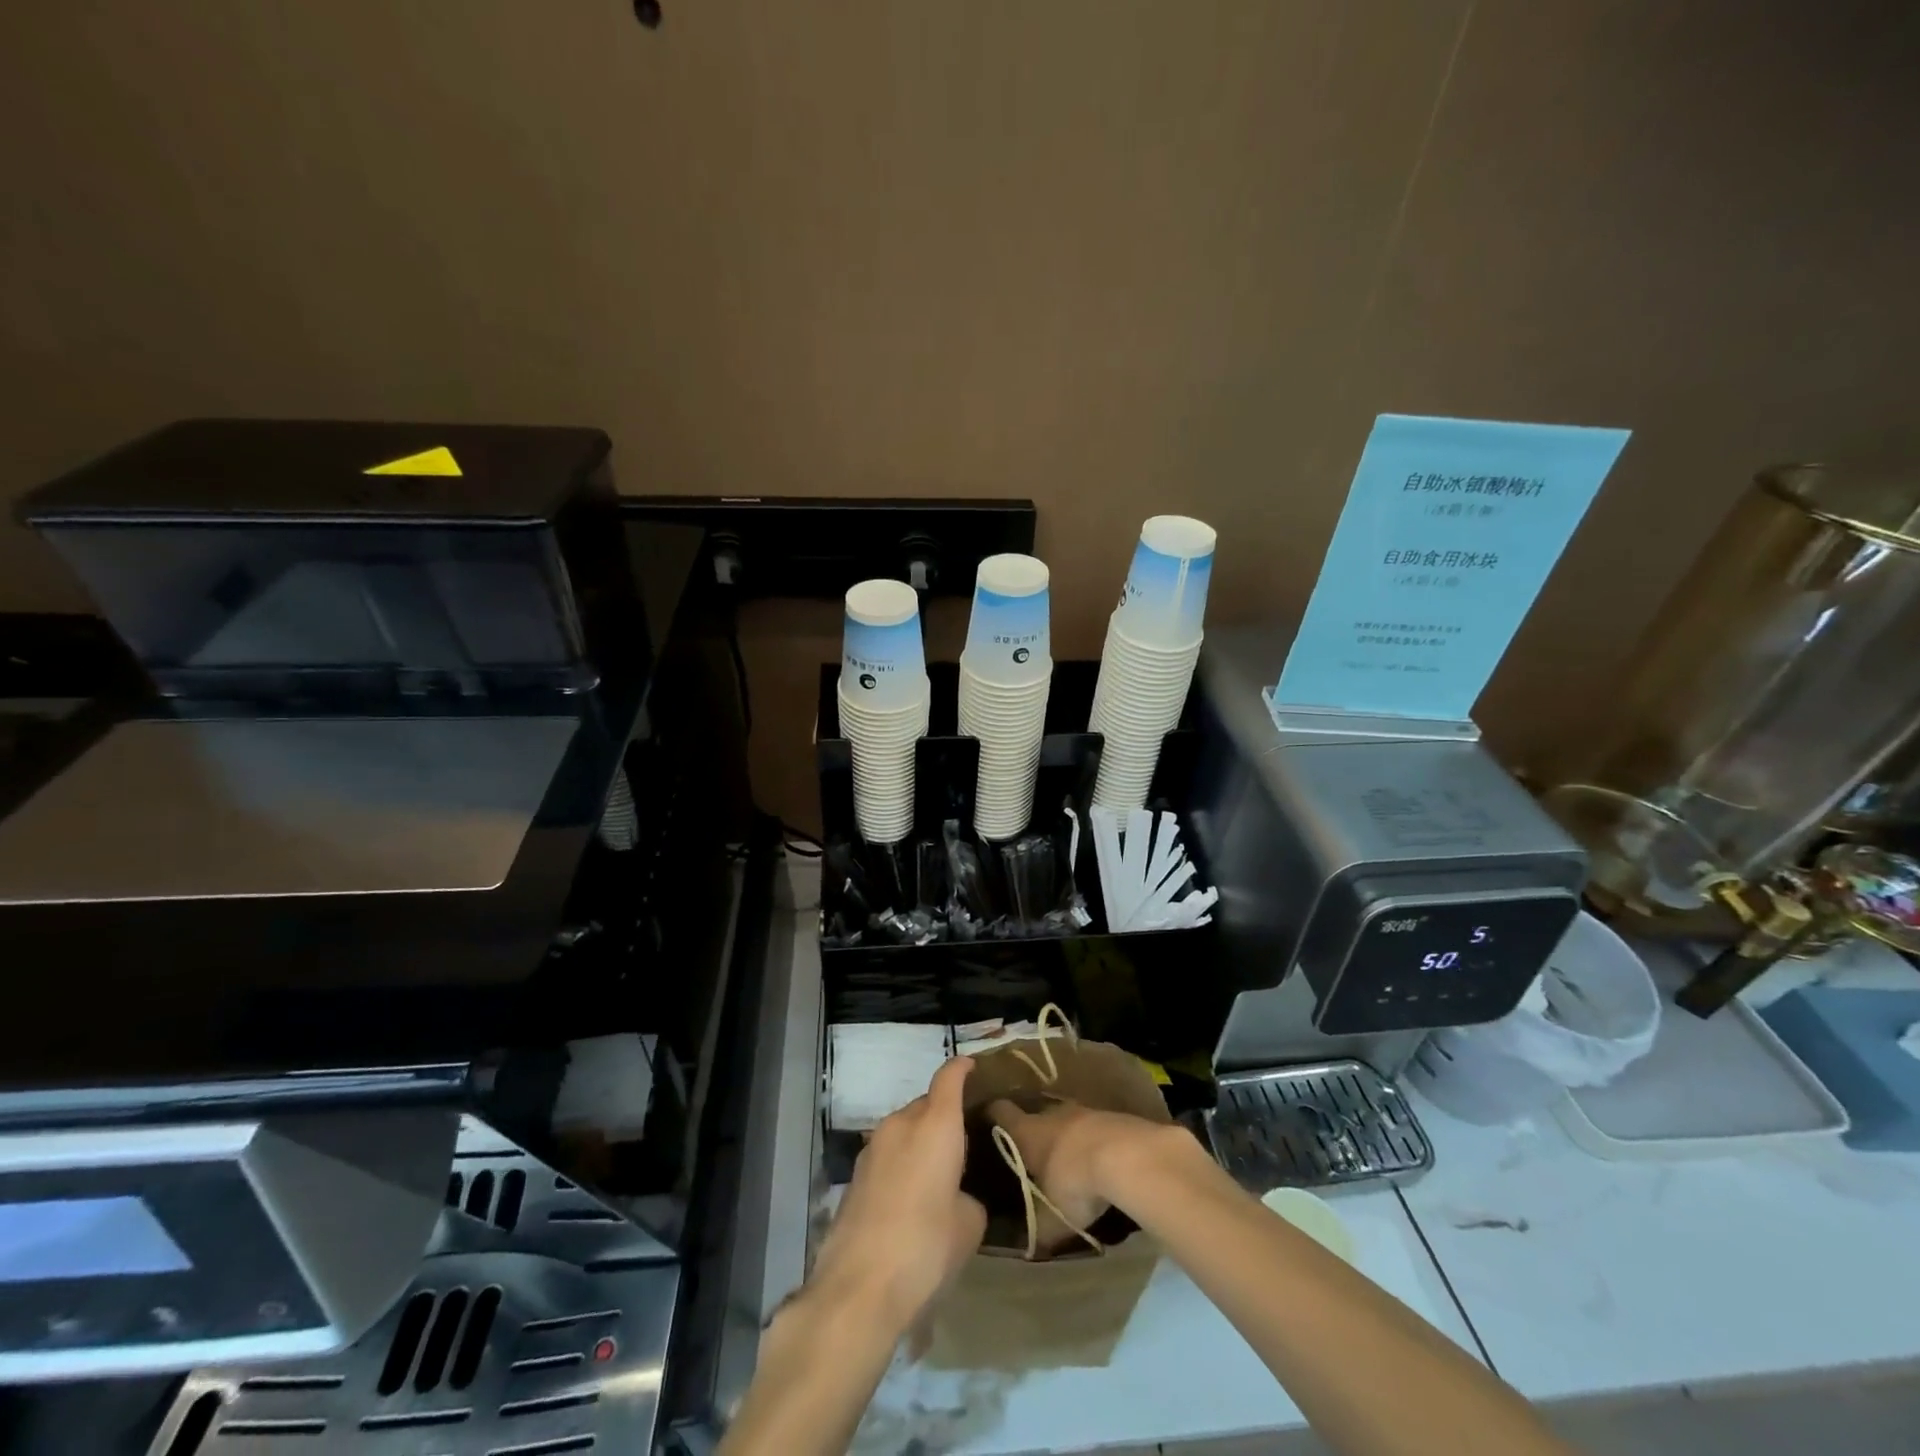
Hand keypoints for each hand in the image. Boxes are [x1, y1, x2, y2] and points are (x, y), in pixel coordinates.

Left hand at [808, 1057, 985, 1338]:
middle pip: (925, 1105)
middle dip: (943, 1116)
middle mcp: (901, 1124)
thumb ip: (968, 1196)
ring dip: (919, 1142)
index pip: (949, 1078)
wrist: (858, 1288)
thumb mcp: (968, 1224)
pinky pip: (887, 1155)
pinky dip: (901, 1164)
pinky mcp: (854, 1175)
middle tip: (962, 1143)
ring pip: (903, 1130)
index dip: (961, 1069)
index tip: (972, 1068)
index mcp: (936, 1125)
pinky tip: (909, 1199)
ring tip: (936, 1175)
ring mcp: (872, 1148)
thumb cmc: (926, 1247)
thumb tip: (955, 1195)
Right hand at [985, 1098, 1179, 1233]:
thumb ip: (1036, 1230)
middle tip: (1030, 1154)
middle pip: (1035, 1114)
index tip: (985, 1124)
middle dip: (1033, 1131)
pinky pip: (1095, 1127)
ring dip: (1067, 1137)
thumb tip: (1025, 1248)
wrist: (1129, 1157)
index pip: (1000, 1112)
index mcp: (1028, 1132)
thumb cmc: (1076, 1184)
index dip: (991, 1115)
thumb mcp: (1050, 1219)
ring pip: (1067, 1120)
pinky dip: (1093, 1141)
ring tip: (1068, 1161)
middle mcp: (1052, 1113)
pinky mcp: (1113, 1116)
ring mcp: (1084, 1111)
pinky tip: (1101, 1162)